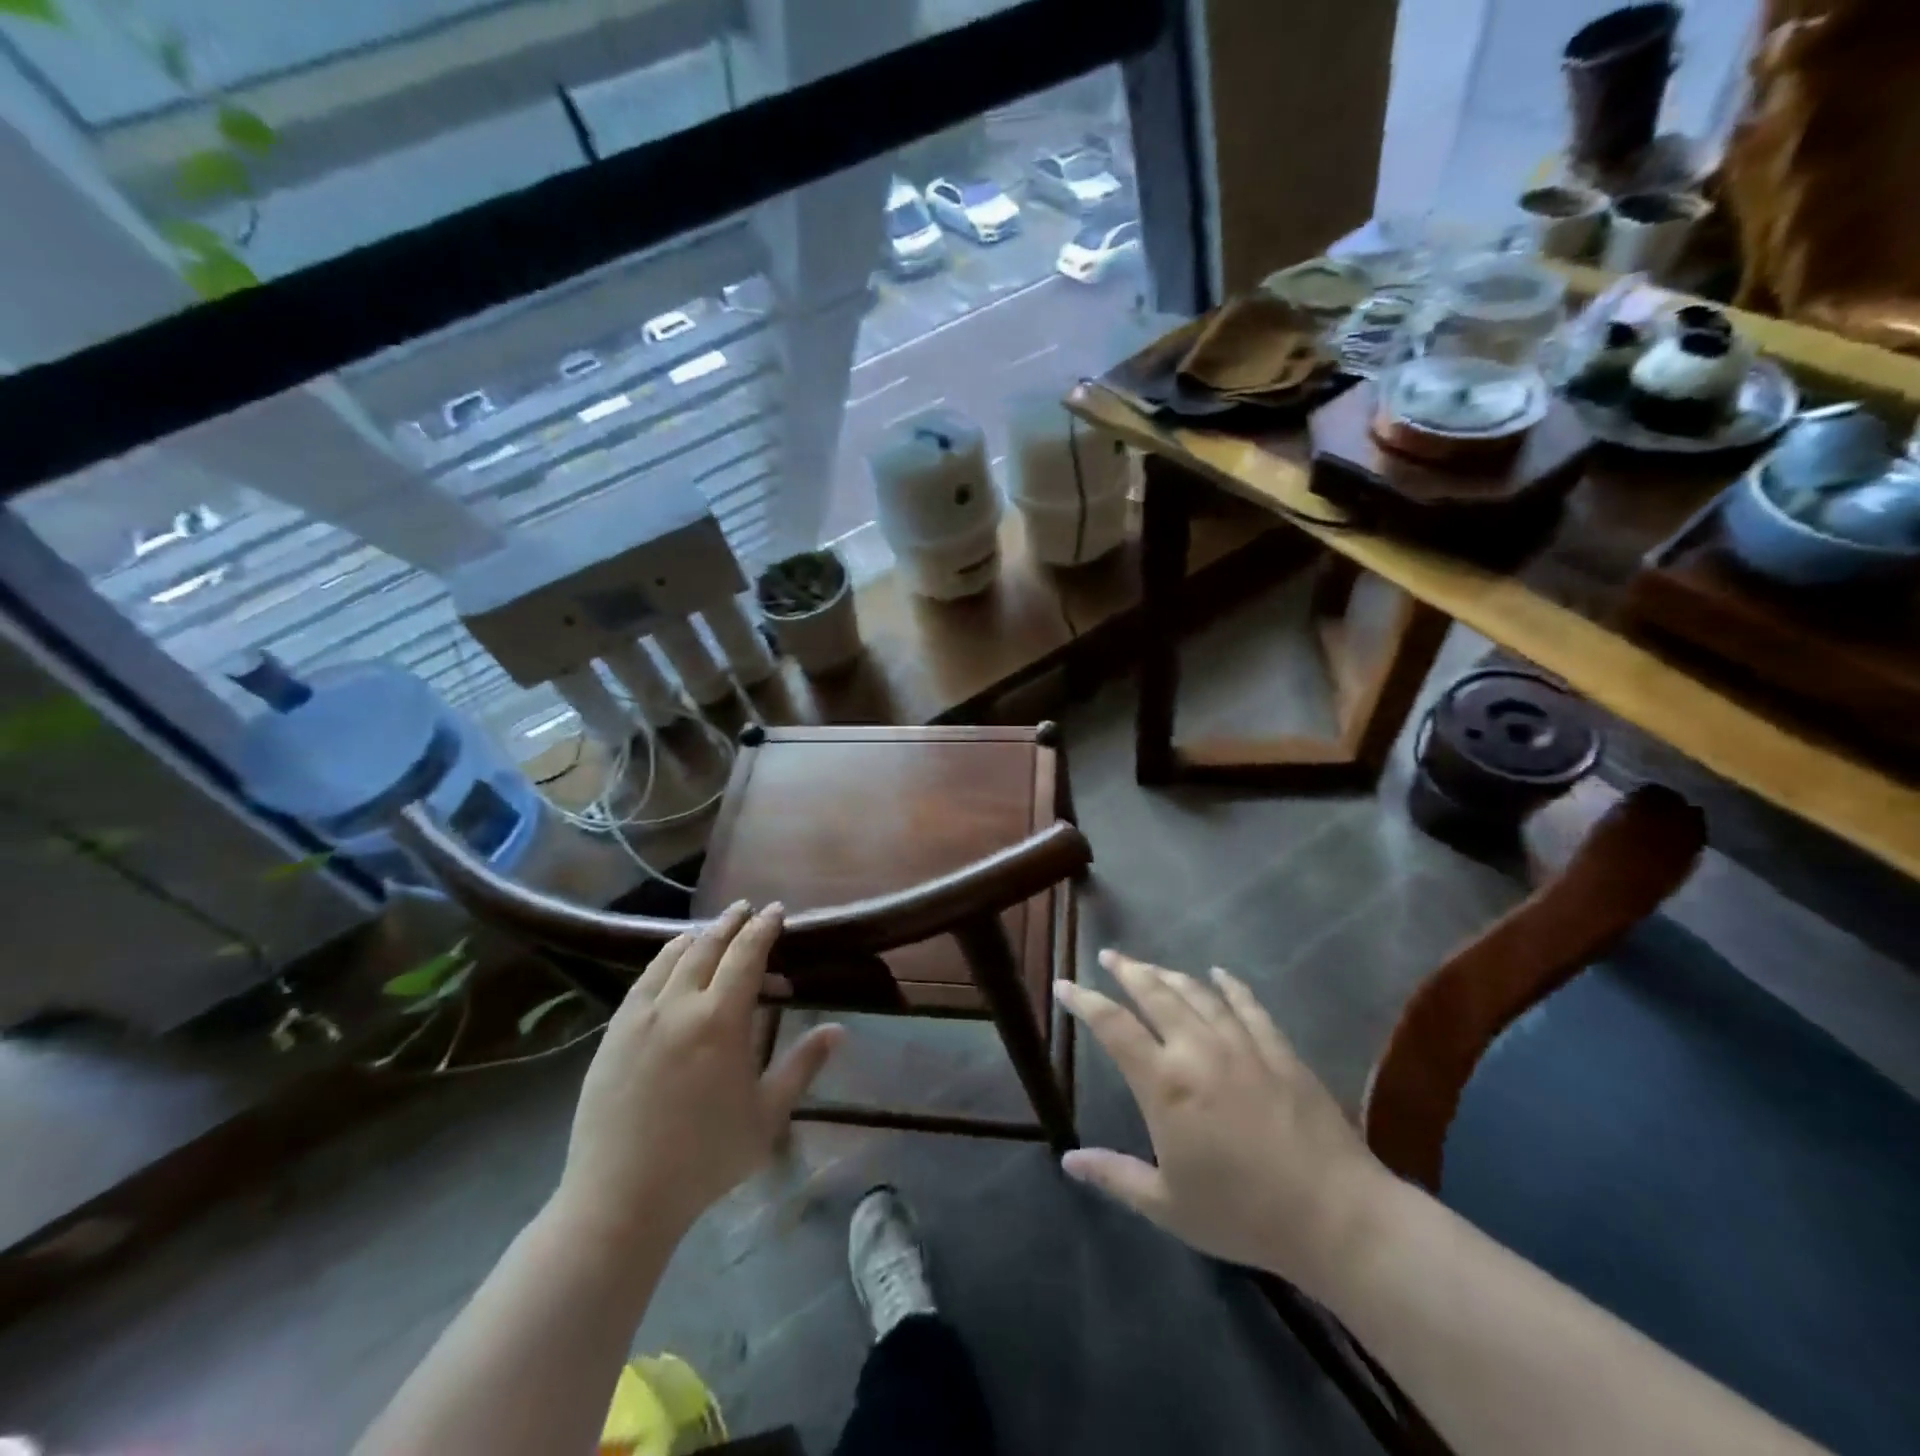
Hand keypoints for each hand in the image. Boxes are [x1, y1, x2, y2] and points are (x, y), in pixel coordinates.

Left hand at [554, 903, 842, 1243]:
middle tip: (748, 910)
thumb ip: (802, 1065)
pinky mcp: (613, 1032)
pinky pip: (643, 980)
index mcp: (720, 1020)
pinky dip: (664, 960)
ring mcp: (639, 1016)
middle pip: (707, 945)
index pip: (747, 954)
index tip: (777, 911)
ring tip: (712, 931)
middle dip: (731, 923)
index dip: (764, 928)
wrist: (620, 1198)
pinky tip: (670, 964)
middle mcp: (679, 1004)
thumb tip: (839, 1030)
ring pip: (671, 957)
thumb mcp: (767, 1115)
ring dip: (697, 936)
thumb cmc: (705, 1158)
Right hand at [1055, 950, 1390, 1299]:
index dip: (1085, 1001)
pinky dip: (1231, 985)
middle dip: (1128, 971)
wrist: (1334, 1217)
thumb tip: (1069, 1161)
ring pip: (1197, 994)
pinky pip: (1249, 1006)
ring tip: (1151, 967)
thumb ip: (1115, 1176)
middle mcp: (1198, 1050)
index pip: (1113, 1026)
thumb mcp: (1168, 1206)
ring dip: (1169, 975)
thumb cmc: (1242, 1214)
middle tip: (1110, 956)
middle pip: (1155, 994)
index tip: (1065, 985)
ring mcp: (1242, 1045)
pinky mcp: (1279, 1051)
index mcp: (1165, 1083)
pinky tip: (1219, 974)